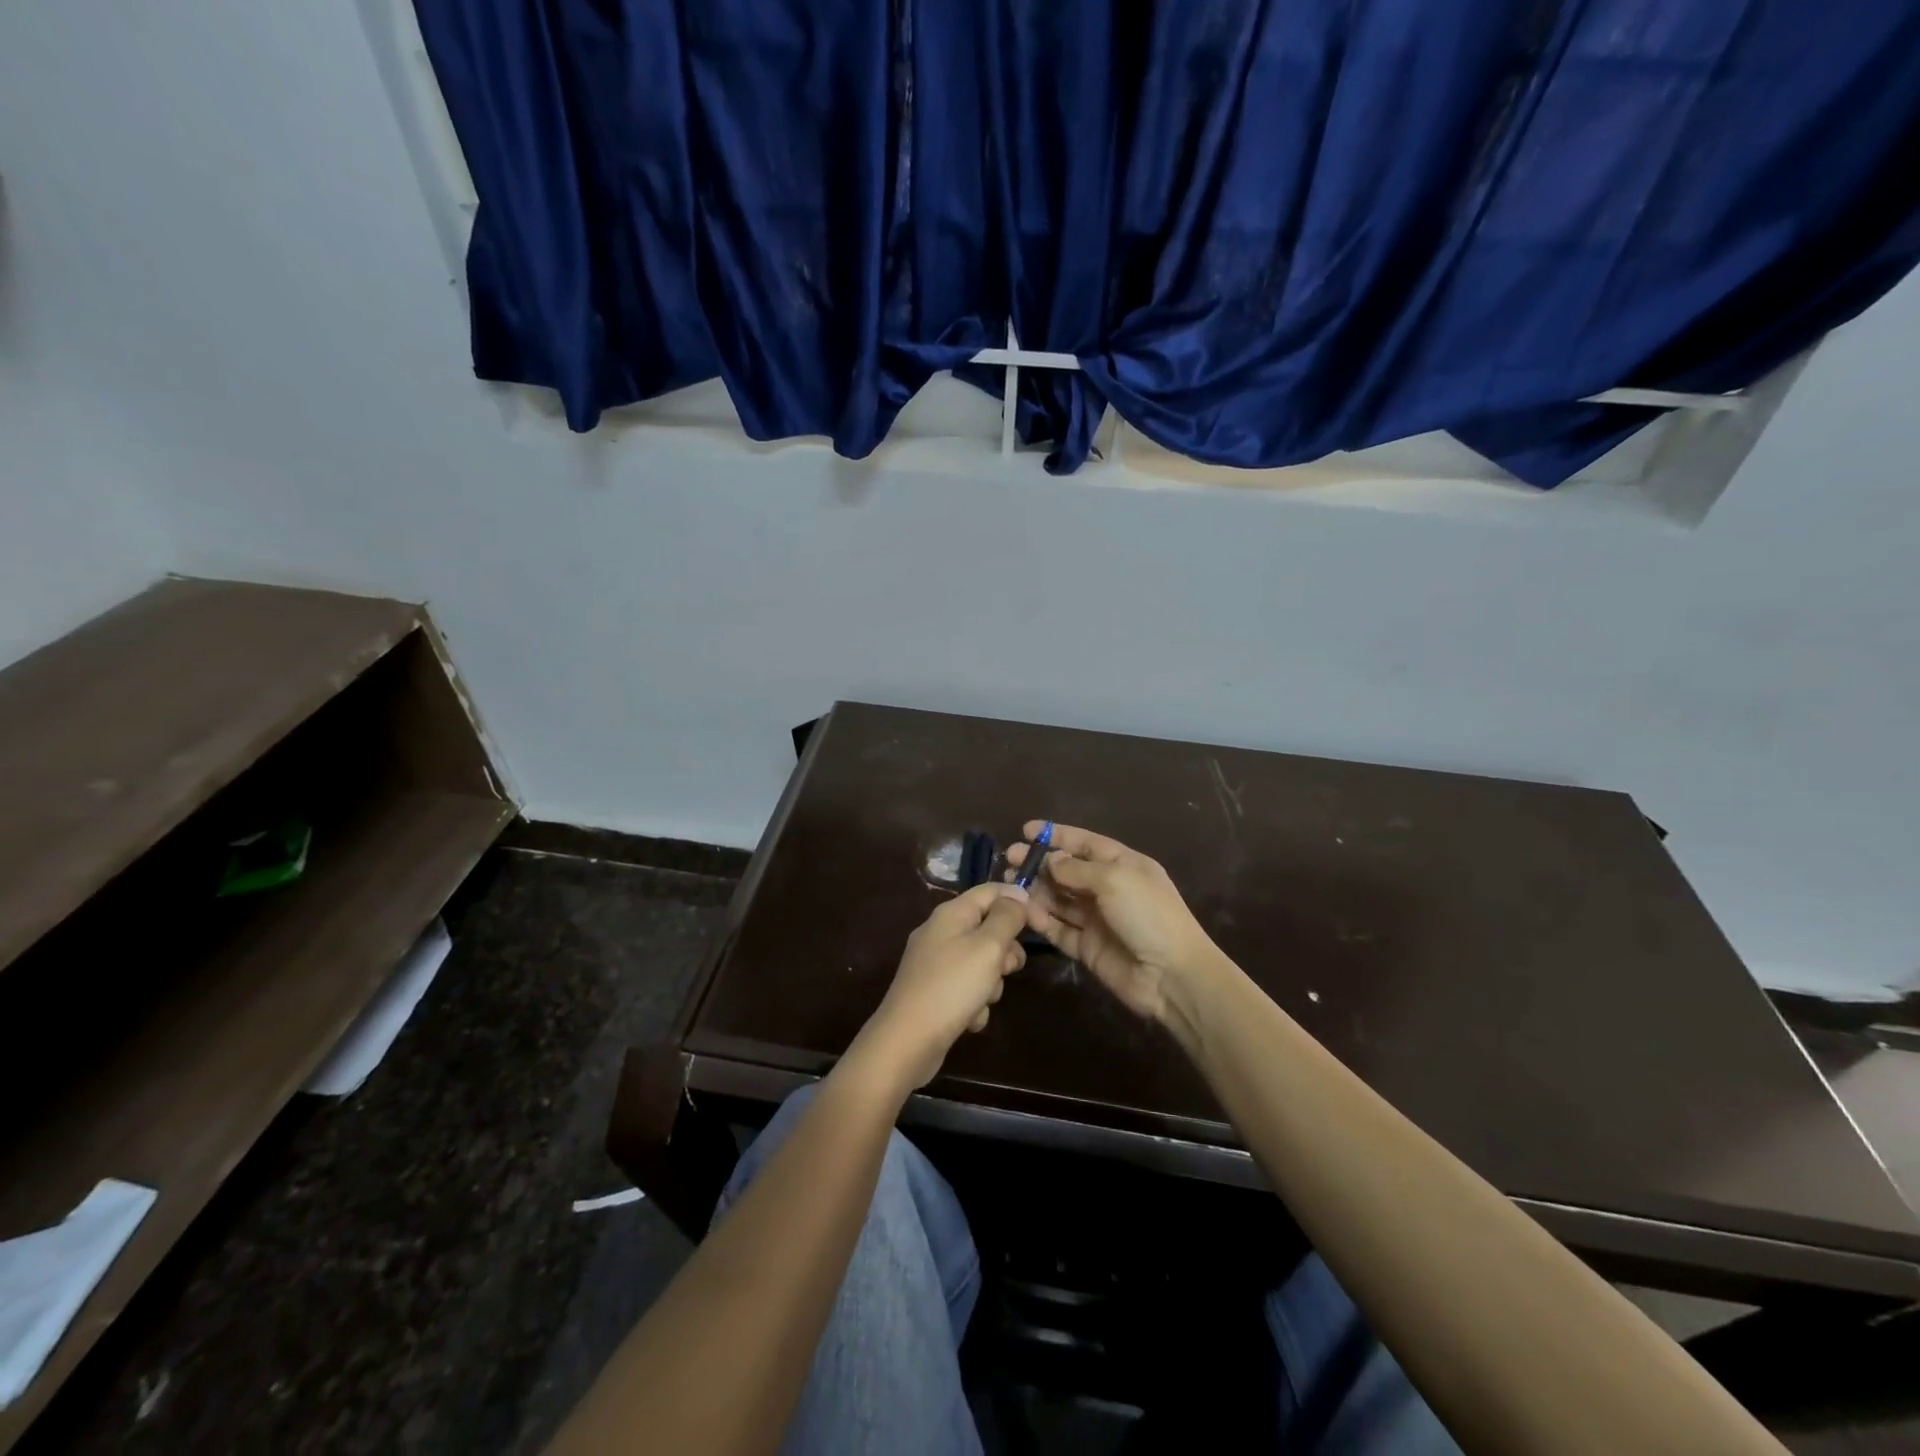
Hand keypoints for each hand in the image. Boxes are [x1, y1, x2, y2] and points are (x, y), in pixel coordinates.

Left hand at [844, 882, 1030, 1092]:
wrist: (907, 1041)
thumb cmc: (952, 987)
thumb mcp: (988, 946)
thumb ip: (1007, 918)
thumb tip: (1017, 896)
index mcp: (951, 913)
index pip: (991, 891)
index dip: (1017, 900)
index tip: (1042, 921)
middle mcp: (941, 932)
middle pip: (988, 928)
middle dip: (1005, 951)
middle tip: (1007, 969)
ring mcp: (935, 964)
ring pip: (981, 962)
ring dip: (991, 983)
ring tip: (983, 999)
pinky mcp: (934, 992)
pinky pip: (967, 988)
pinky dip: (974, 1003)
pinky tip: (969, 1018)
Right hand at [1007, 821, 1221, 1027]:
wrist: (1171, 975)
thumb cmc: (1148, 915)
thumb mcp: (1115, 880)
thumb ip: (1077, 869)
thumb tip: (1051, 861)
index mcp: (1124, 865)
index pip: (1085, 844)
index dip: (1056, 835)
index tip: (1026, 830)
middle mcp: (1109, 889)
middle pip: (1067, 871)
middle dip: (1039, 863)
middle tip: (1010, 860)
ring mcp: (1097, 919)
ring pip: (1059, 899)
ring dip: (1036, 890)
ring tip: (1010, 884)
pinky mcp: (1087, 947)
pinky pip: (1059, 928)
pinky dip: (1042, 920)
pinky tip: (1026, 912)